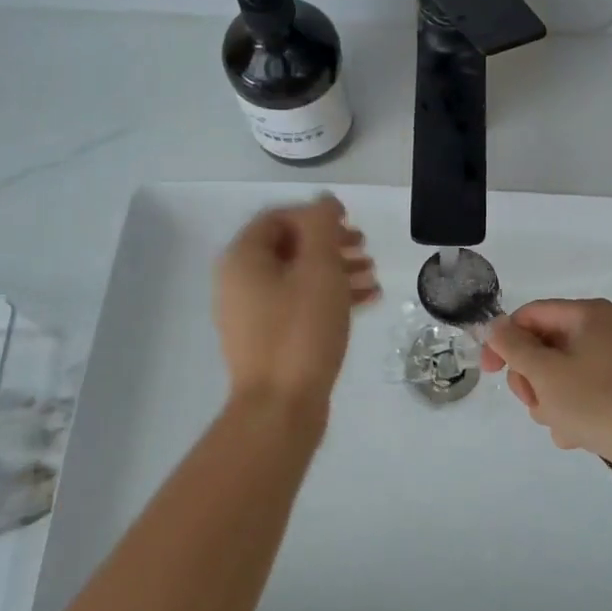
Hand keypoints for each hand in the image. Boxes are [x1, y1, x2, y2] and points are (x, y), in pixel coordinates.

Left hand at [215, 194, 378, 420]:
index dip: (315, 215)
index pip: (278, 217)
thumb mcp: (319, 269)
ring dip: (336, 270)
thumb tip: (323, 202)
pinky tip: (367, 301)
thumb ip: (322, 226)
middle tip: (364, 247)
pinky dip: (329, 297)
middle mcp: (239, 282)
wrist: (280, 408)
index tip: (349, 223)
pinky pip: (299, 305)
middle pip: (289, 247)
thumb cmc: (300, 330)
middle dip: (330, 244)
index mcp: (243, 258)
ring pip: (298, 277)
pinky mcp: (267, 340)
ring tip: (371, 275)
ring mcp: (251, 314)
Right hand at [481, 299, 611, 478]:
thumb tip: (495, 326)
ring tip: (561, 423)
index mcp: (589, 314)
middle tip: (533, 401)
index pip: (531, 315)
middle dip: (531, 378)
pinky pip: (582, 396)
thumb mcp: (545, 372)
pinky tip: (578, 436)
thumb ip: (513, 346)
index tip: (488, 371)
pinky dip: (573, 414)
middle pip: (545, 346)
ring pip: (560, 376)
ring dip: (550, 401)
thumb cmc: (598, 402)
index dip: (504, 340)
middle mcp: (604, 331)